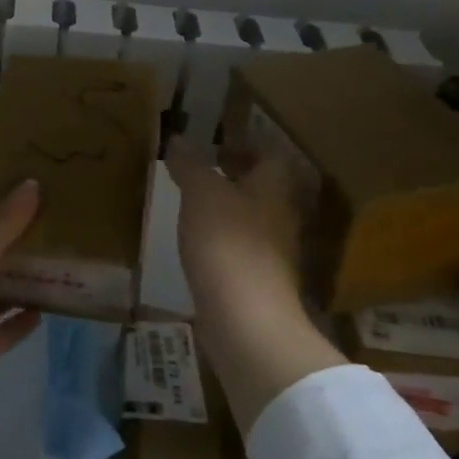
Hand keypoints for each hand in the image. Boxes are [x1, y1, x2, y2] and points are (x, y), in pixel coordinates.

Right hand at [167, 139, 344, 433]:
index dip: (246, 146)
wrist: (246, 319)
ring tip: (193, 208)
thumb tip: (178, 139)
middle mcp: (280, 218)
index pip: (270, 156)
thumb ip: (190, 166)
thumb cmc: (227, 244)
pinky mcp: (258, 283)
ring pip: (253, 220)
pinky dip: (223, 242)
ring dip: (228, 212)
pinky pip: (242, 250)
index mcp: (273, 190)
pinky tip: (198, 246)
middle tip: (200, 174)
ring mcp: (272, 254)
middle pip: (264, 190)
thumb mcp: (201, 195)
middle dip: (236, 179)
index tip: (216, 145)